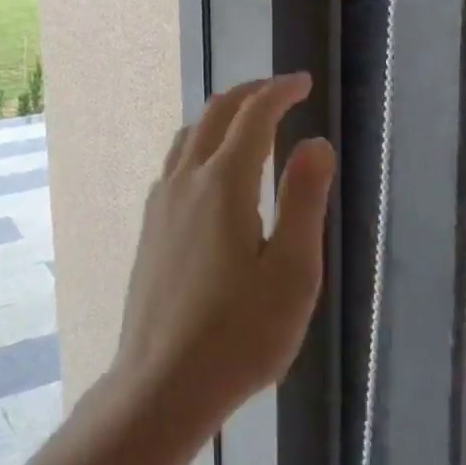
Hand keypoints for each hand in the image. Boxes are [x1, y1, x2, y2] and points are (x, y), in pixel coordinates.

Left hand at [108, 75, 335, 438]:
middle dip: (249, 94)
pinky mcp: (150, 226)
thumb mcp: (292, 271)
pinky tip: (211, 171)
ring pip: (188, 136)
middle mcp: (185, 180)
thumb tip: (315, 142)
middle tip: (280, 90)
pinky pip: (175, 163)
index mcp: (224, 184)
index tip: (302, 82)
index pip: (253, 117)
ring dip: (220, 117)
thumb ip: (304, 200)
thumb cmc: (240, 334)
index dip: (279, 92)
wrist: (161, 382)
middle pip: (214, 115)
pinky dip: (199, 143)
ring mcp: (161, 202)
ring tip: (248, 122)